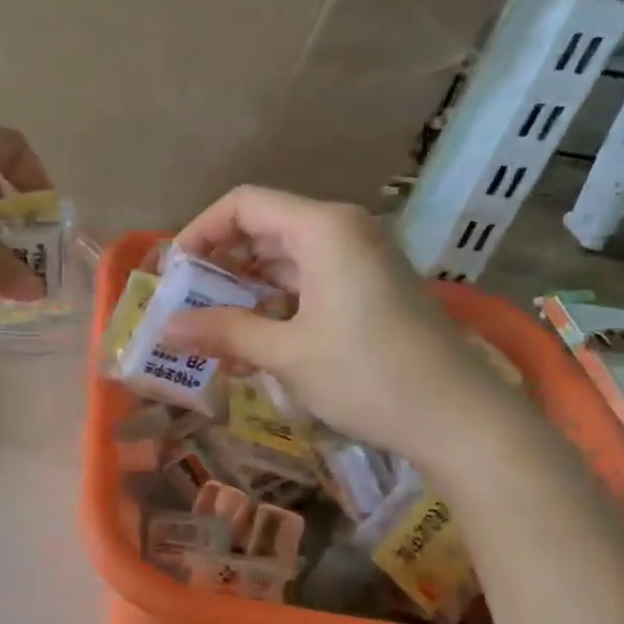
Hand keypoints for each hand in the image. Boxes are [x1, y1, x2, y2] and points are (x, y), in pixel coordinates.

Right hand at [162, 186, 517, 467]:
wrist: (458, 419)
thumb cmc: (367, 375)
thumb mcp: (286, 353)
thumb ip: (223, 332)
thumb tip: (165, 329)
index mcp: (323, 229)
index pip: (244, 205)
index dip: (201, 232)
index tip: (174, 273)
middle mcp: (343, 232)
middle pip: (264, 230)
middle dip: (220, 267)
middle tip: (187, 306)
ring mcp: (361, 262)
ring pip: (286, 262)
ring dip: (245, 294)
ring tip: (212, 335)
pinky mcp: (371, 292)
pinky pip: (310, 285)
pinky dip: (276, 308)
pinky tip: (253, 348)